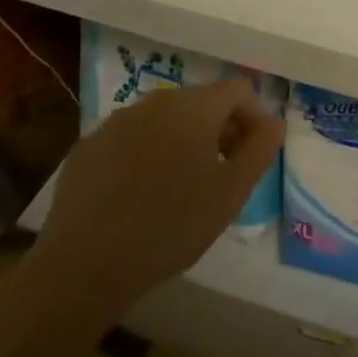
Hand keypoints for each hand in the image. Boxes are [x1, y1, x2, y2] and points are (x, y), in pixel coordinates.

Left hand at [30, 81, 282, 331]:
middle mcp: (154, 102)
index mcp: (193, 107)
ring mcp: (115, 123)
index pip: (239, 90)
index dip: (255, 117)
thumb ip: (260, 149)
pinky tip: (142, 194)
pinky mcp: (86, 148)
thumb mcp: (232, 192)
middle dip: (220, 129)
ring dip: (183, 141)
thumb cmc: (171, 225)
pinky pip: (130, 139)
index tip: (254, 155)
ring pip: (164, 120)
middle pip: (201, 101)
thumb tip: (273, 123)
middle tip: (225, 172)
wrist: (83, 267)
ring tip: (184, 185)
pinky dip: (147, 154)